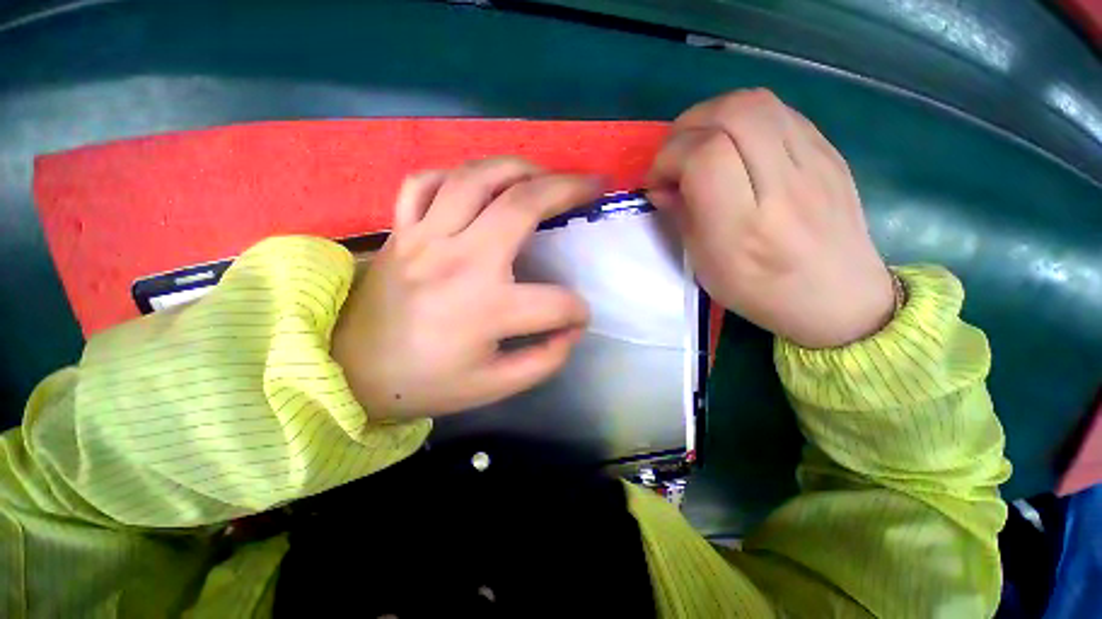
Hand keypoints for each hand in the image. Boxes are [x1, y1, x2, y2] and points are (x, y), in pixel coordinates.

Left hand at [332, 157, 599, 419]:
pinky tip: (476, 184)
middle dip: (567, 190)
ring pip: (477, 179)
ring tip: (543, 173)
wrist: (350, 373)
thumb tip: (571, 331)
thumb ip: (544, 361)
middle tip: (591, 185)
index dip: (577, 312)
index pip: (556, 303)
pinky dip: (456, 175)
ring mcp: (425, 238)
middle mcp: (459, 262)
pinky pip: (425, 183)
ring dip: (519, 168)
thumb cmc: (426, 383)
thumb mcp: (494, 387)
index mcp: (485, 309)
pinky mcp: (401, 231)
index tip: (577, 317)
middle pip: (522, 206)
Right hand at [646, 89, 893, 348]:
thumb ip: (681, 218)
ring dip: (713, 115)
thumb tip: (660, 186)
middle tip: (675, 154)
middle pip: (732, 113)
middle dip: (687, 126)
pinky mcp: (828, 151)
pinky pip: (778, 111)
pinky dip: (742, 119)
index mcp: (745, 226)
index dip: (669, 158)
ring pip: (756, 101)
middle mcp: (784, 186)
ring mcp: (814, 162)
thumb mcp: (706, 266)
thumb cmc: (761, 291)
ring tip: (700, 144)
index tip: (657, 180)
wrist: (839, 297)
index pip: (705, 156)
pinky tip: (735, 145)